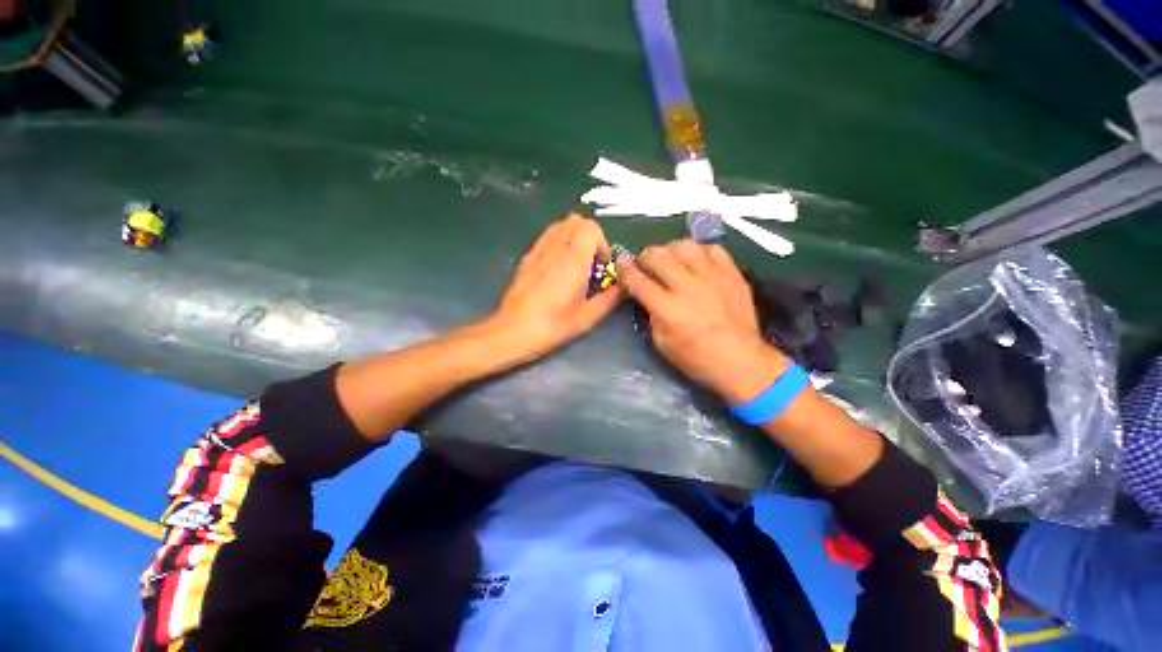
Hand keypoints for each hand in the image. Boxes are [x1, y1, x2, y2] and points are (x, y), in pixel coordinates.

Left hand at [488, 215, 622, 362]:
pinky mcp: (527, 258)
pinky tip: (558, 268)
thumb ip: (610, 298)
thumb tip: (623, 286)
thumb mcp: (587, 317)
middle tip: (591, 263)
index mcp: (573, 260)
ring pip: (560, 225)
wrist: (514, 331)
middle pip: (576, 221)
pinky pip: (547, 237)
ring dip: (573, 237)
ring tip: (576, 263)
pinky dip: (558, 242)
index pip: (590, 227)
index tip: (602, 265)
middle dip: (589, 237)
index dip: (602, 242)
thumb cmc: (553, 326)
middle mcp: (555, 248)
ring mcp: (538, 251)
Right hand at [616, 240, 788, 401]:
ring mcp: (712, 277)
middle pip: (658, 256)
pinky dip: (699, 252)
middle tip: (645, 263)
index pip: (639, 281)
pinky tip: (696, 262)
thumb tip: (647, 295)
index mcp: (668, 309)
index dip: (625, 270)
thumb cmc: (696, 358)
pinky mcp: (732, 274)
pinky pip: (712, 249)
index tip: (620, 263)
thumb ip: (651, 314)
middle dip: (645, 256)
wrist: (741, 360)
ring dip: (671, 250)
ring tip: (670, 259)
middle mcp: (688, 287)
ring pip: (685, 246)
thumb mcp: (662, 343)